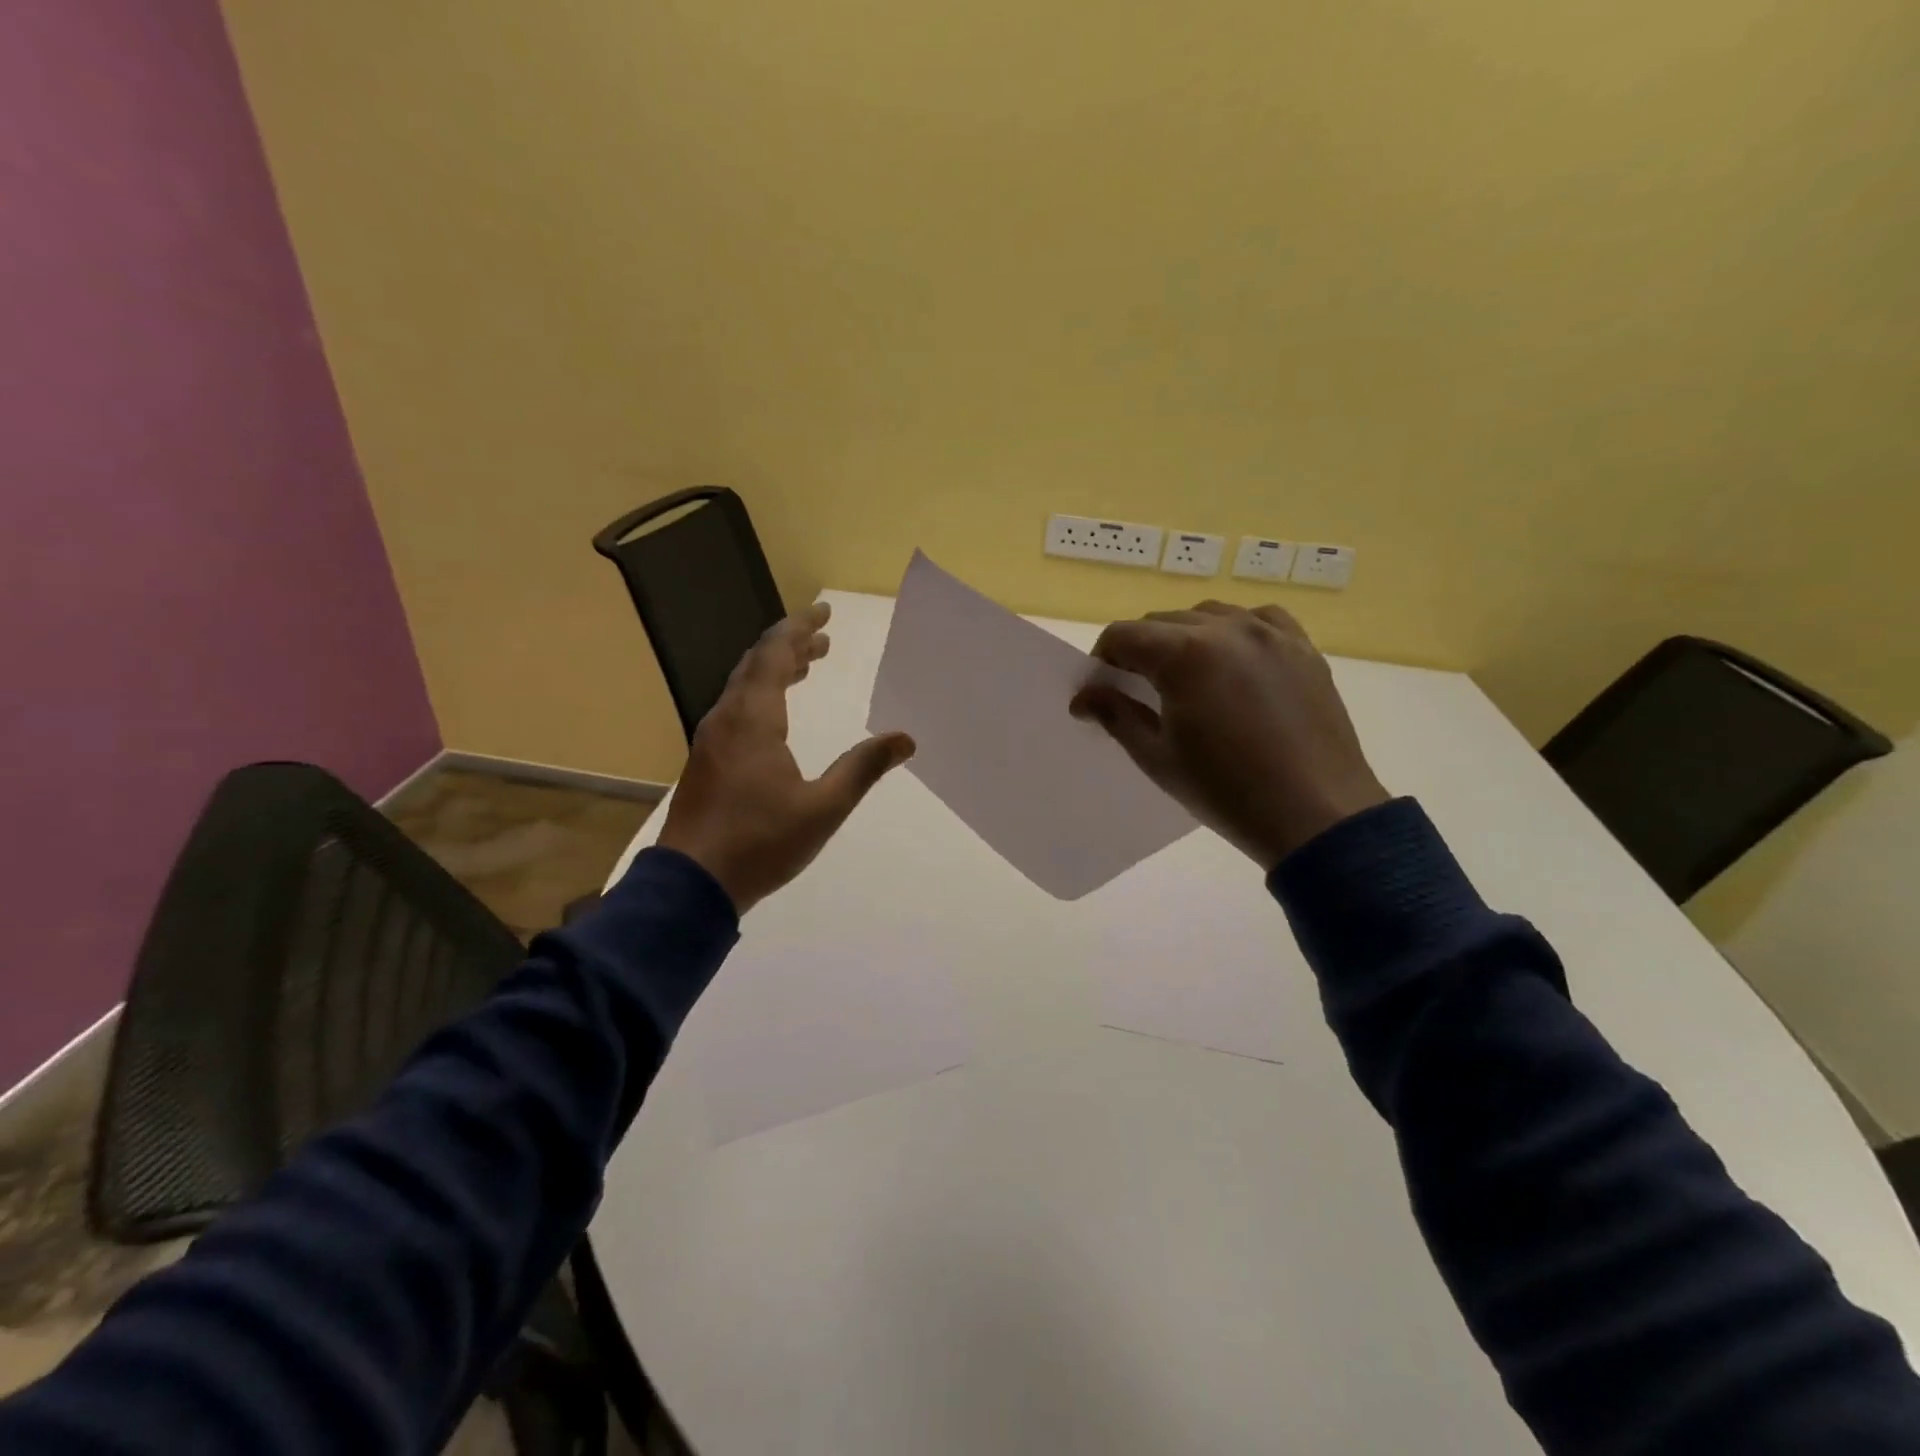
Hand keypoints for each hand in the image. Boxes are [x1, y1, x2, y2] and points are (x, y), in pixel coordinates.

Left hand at [658, 602, 915, 913]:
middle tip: (823, 637)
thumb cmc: (760, 843)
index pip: (775, 656)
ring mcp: (710, 739)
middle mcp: (726, 718)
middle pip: (755, 663)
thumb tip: (905, 739)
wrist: (691, 884)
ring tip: (807, 666)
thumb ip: (862, 769)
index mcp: (753, 720)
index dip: (800, 630)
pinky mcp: (705, 760)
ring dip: (774, 669)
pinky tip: (776, 713)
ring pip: (742, 685)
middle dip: (790, 644)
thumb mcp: (822, 809)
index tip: (824, 612)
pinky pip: (735, 707)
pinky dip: (760, 693)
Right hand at [1071, 602, 1388, 869]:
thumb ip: (1116, 716)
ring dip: (1186, 637)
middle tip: (1140, 692)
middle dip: (1141, 650)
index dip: (1103, 660)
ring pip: (1209, 614)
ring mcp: (1270, 634)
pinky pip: (1258, 619)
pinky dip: (1235, 632)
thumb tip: (1083, 697)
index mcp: (1184, 654)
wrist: (1315, 814)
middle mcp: (1226, 628)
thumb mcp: (1157, 757)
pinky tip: (1235, 662)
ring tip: (1188, 678)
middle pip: (1163, 622)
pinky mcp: (1302, 648)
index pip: (1123, 635)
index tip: (1102, 690)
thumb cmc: (1225, 790)